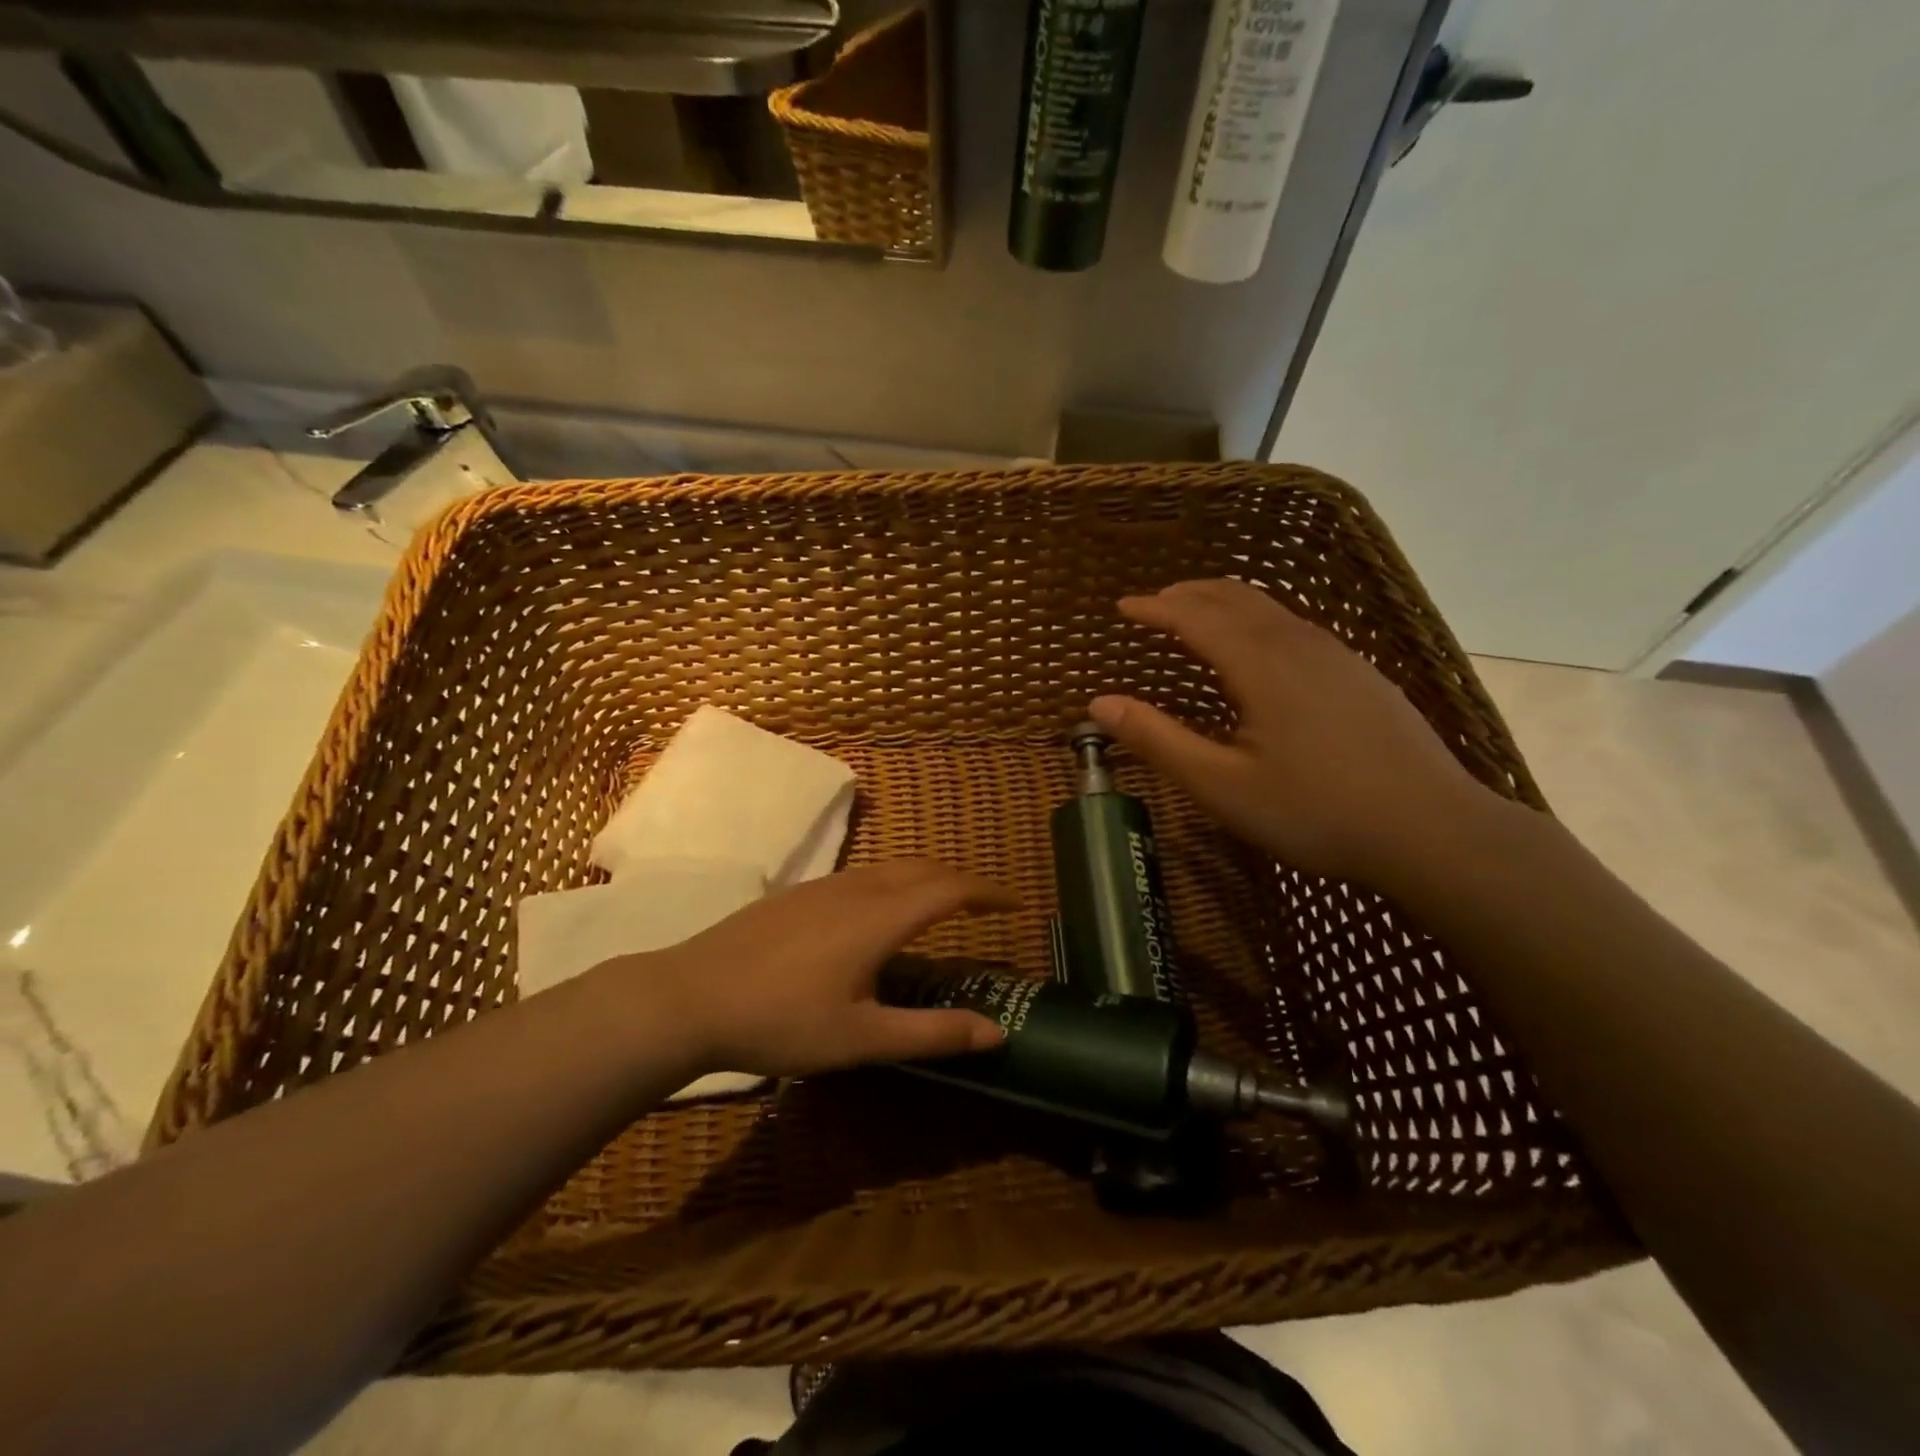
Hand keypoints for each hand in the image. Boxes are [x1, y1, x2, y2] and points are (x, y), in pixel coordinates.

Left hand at [643, 861, 1015, 1077]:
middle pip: (923, 869)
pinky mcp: (798, 893)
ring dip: (925, 879)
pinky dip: (893, 884)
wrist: (690, 997)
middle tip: (985, 906)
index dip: (989, 893)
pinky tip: (879, 916)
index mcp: (881, 917)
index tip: (1016, 904)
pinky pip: (863, 875)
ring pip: (890, 868)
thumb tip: (996, 1032)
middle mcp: (858, 888)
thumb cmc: (781, 1021)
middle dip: (961, 881)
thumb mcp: (862, 1040)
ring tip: (940, 907)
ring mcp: (824, 886)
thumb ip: (932, 1034)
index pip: (950, 890)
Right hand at [1090, 579, 1499, 890]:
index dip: (1155, 608)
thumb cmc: (1315, 811)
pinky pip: (1297, 628)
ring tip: (1198, 617)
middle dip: (1189, 595)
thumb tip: (1098, 704)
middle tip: (1155, 604)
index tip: (1122, 607)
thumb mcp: (1221, 786)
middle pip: (1237, 598)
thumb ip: (1157, 740)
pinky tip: (1261, 651)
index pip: (1196, 617)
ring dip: (1226, 604)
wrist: (1434, 831)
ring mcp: (1338, 658)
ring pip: (1272, 609)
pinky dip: (1259, 622)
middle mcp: (1299, 645)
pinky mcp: (1362, 676)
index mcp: (1261, 664)